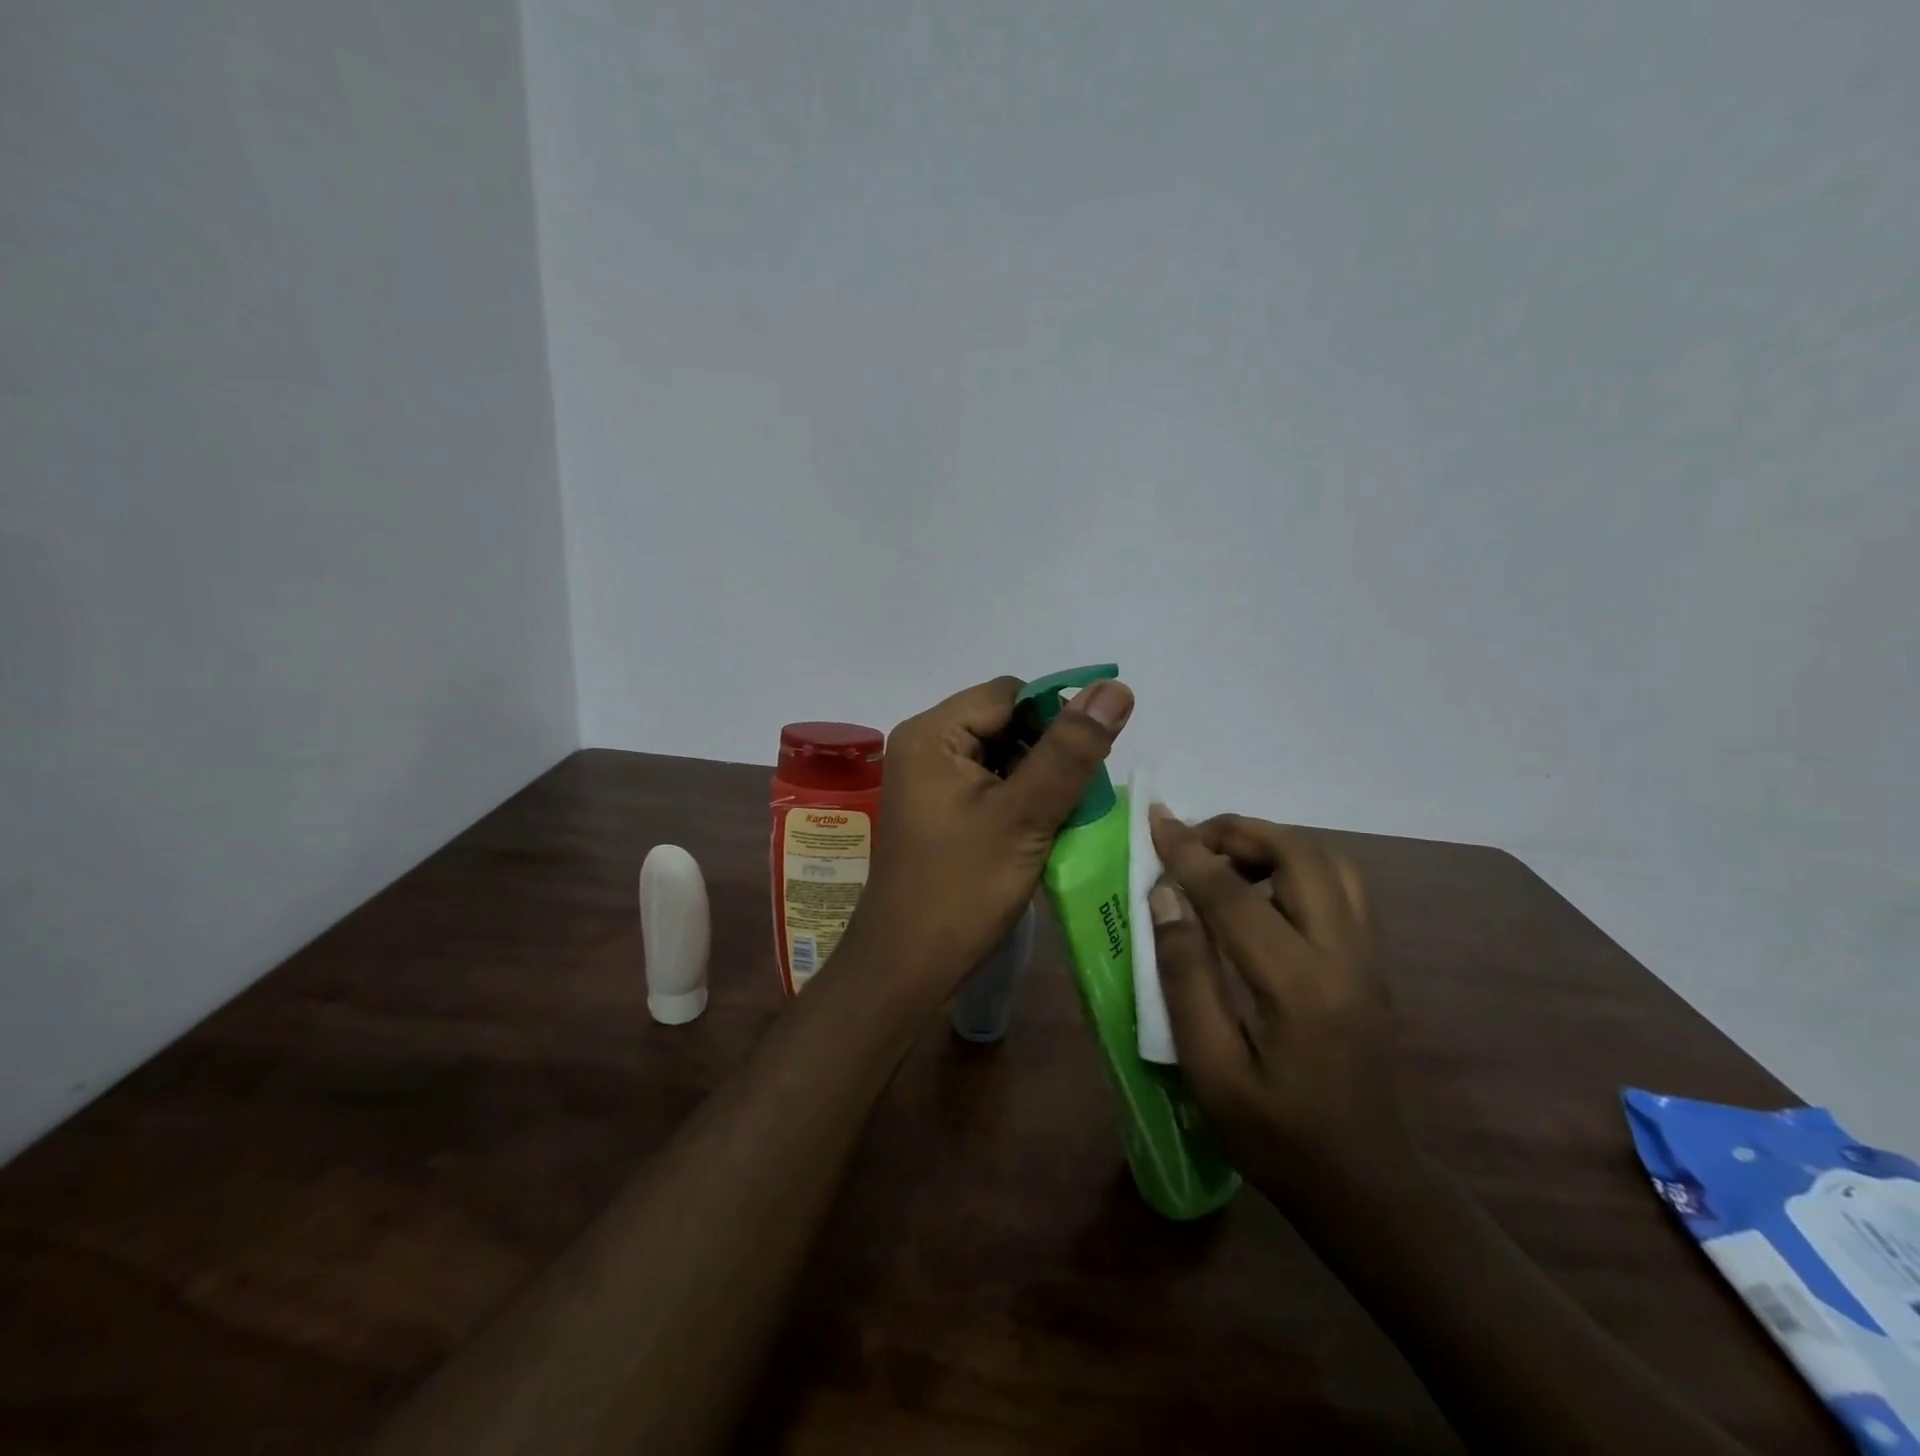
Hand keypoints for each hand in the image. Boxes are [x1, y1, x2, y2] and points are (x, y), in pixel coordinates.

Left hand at [838, 675, 1132, 1014]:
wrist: (907, 965)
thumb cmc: (962, 889)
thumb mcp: (1025, 815)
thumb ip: (1070, 751)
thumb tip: (1114, 688)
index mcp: (932, 733)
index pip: (1011, 694)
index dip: (1056, 719)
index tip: (1087, 764)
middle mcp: (924, 744)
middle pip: (1004, 720)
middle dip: (1047, 751)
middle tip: (1074, 798)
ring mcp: (927, 777)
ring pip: (1000, 753)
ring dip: (1037, 776)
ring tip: (1058, 816)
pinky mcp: (936, 806)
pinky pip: (987, 781)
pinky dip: (1018, 796)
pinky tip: (1036, 828)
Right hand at [1147, 810, 1415, 1209]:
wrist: (1367, 1185)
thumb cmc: (1275, 1137)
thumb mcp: (1209, 1070)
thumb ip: (1185, 976)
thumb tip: (1165, 897)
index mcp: (1297, 986)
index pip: (1234, 895)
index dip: (1189, 852)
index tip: (1155, 820)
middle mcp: (1344, 956)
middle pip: (1300, 856)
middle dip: (1239, 832)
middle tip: (1191, 842)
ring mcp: (1368, 957)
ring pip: (1330, 863)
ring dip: (1274, 844)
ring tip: (1225, 861)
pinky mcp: (1373, 964)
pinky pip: (1342, 887)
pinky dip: (1298, 866)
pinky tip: (1263, 893)